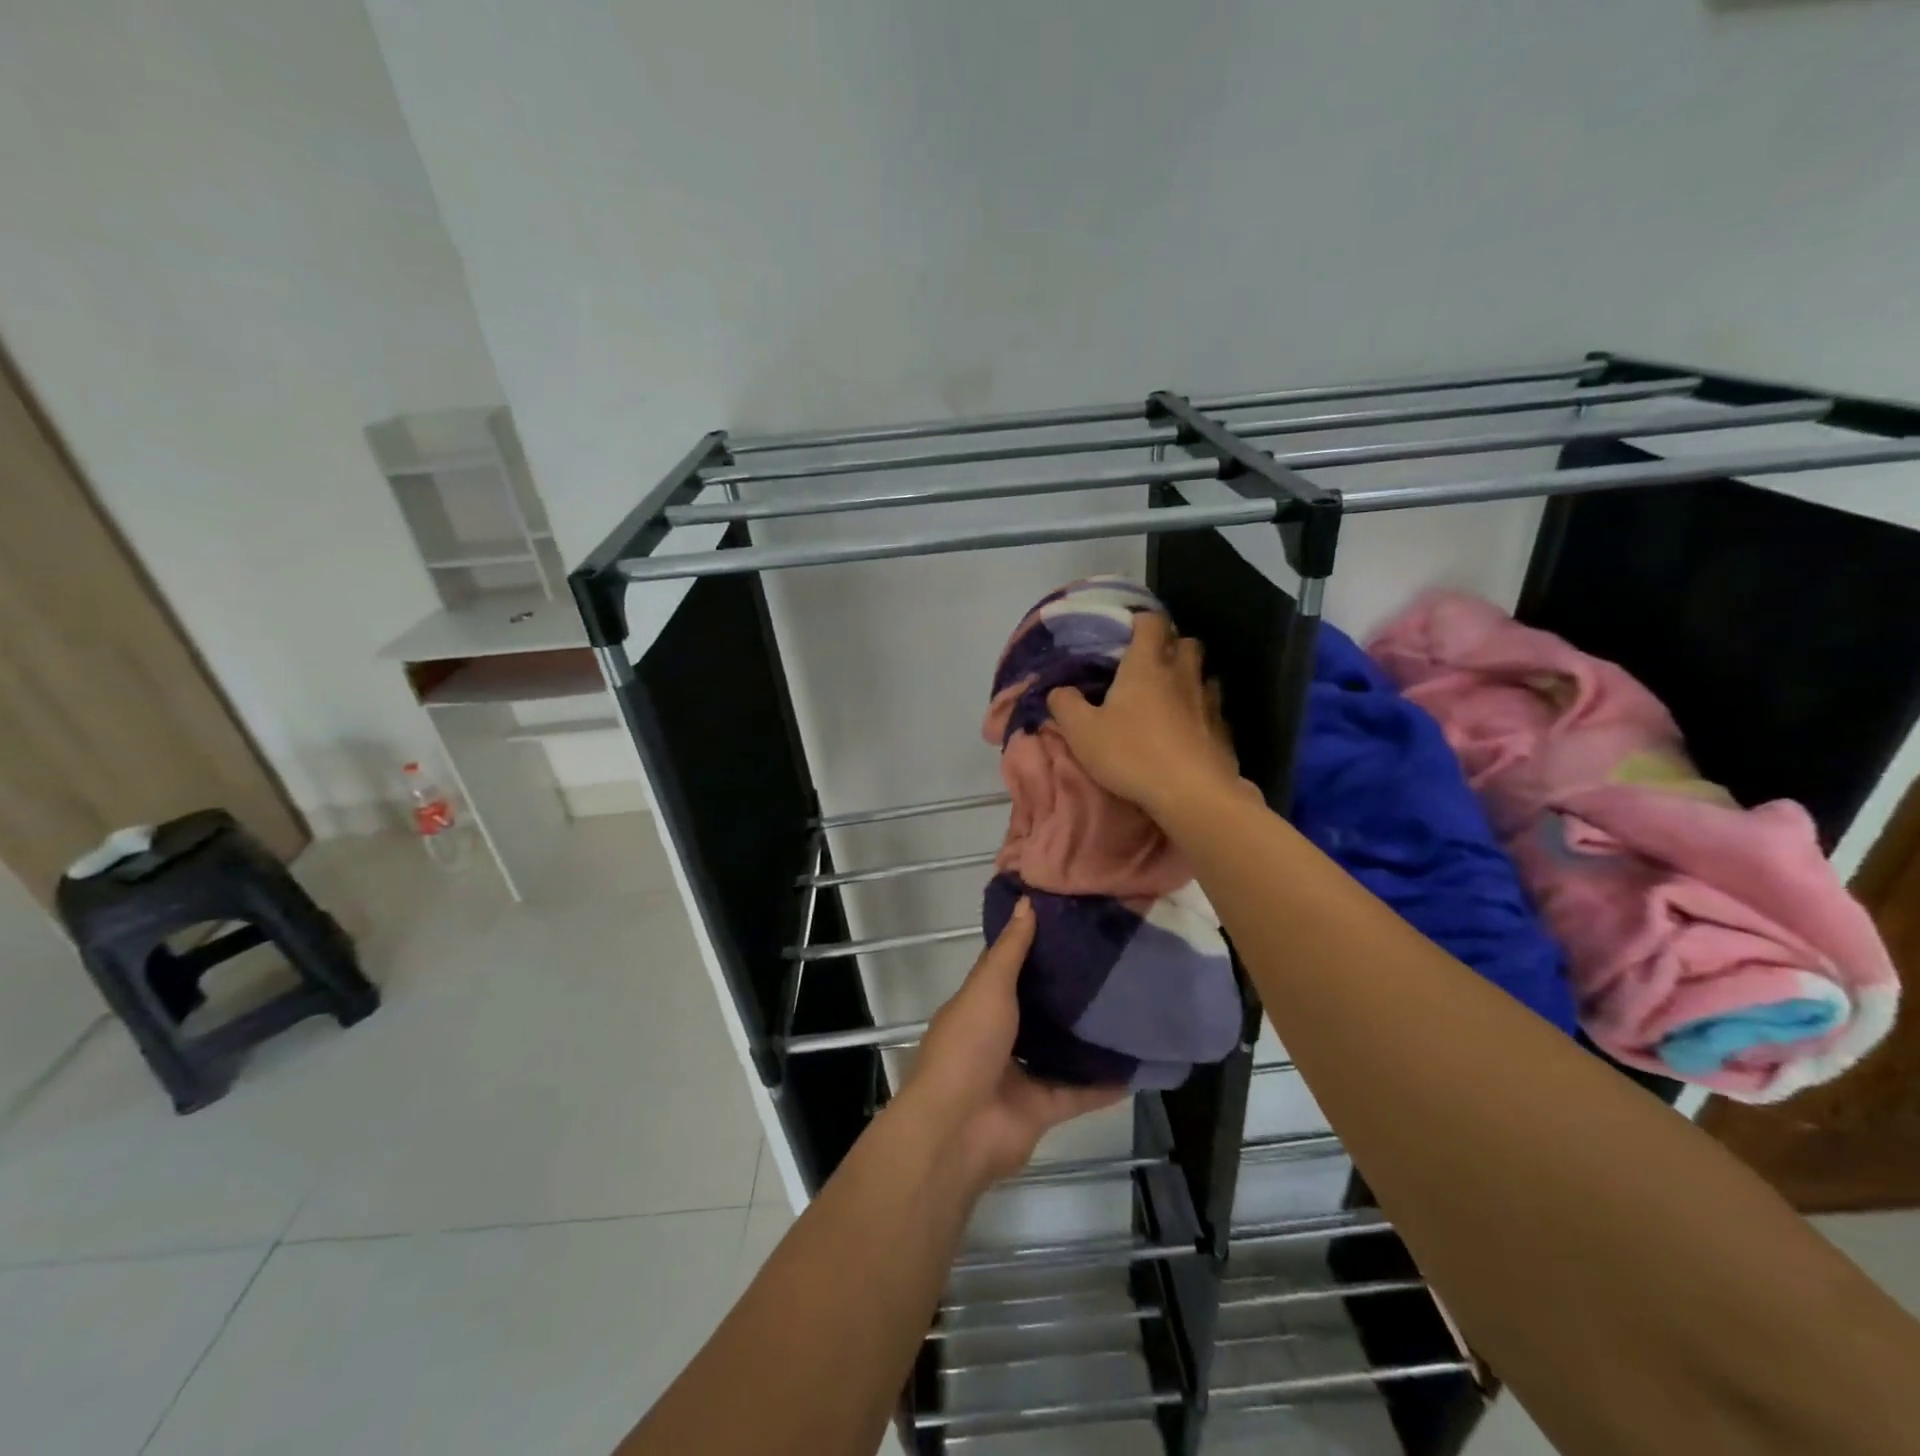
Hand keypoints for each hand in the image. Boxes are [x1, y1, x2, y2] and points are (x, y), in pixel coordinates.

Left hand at [899, 899, 1124, 1188]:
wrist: (958, 1129)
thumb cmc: (967, 1046)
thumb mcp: (987, 987)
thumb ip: (1010, 949)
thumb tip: (1026, 901)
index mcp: (979, 1005)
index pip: (1008, 968)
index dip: (1033, 946)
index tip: (1070, 924)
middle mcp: (999, 1037)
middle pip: (1037, 1009)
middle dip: (1066, 992)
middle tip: (1110, 963)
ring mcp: (1019, 1075)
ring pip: (1059, 1051)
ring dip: (1086, 1037)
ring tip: (1128, 1009)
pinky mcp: (1042, 1110)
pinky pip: (1079, 1093)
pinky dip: (1105, 1084)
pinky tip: (1137, 1066)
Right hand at [1047, 612, 1240, 818]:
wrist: (1191, 793)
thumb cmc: (1131, 754)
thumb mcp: (1082, 732)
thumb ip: (1065, 705)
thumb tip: (1058, 690)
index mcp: (1147, 665)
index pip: (1152, 622)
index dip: (1140, 621)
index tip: (1126, 631)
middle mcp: (1182, 673)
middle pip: (1186, 642)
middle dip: (1170, 645)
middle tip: (1149, 663)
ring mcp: (1208, 700)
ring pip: (1203, 673)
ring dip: (1188, 676)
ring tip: (1169, 694)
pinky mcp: (1223, 729)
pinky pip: (1213, 707)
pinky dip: (1201, 709)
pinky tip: (1188, 727)